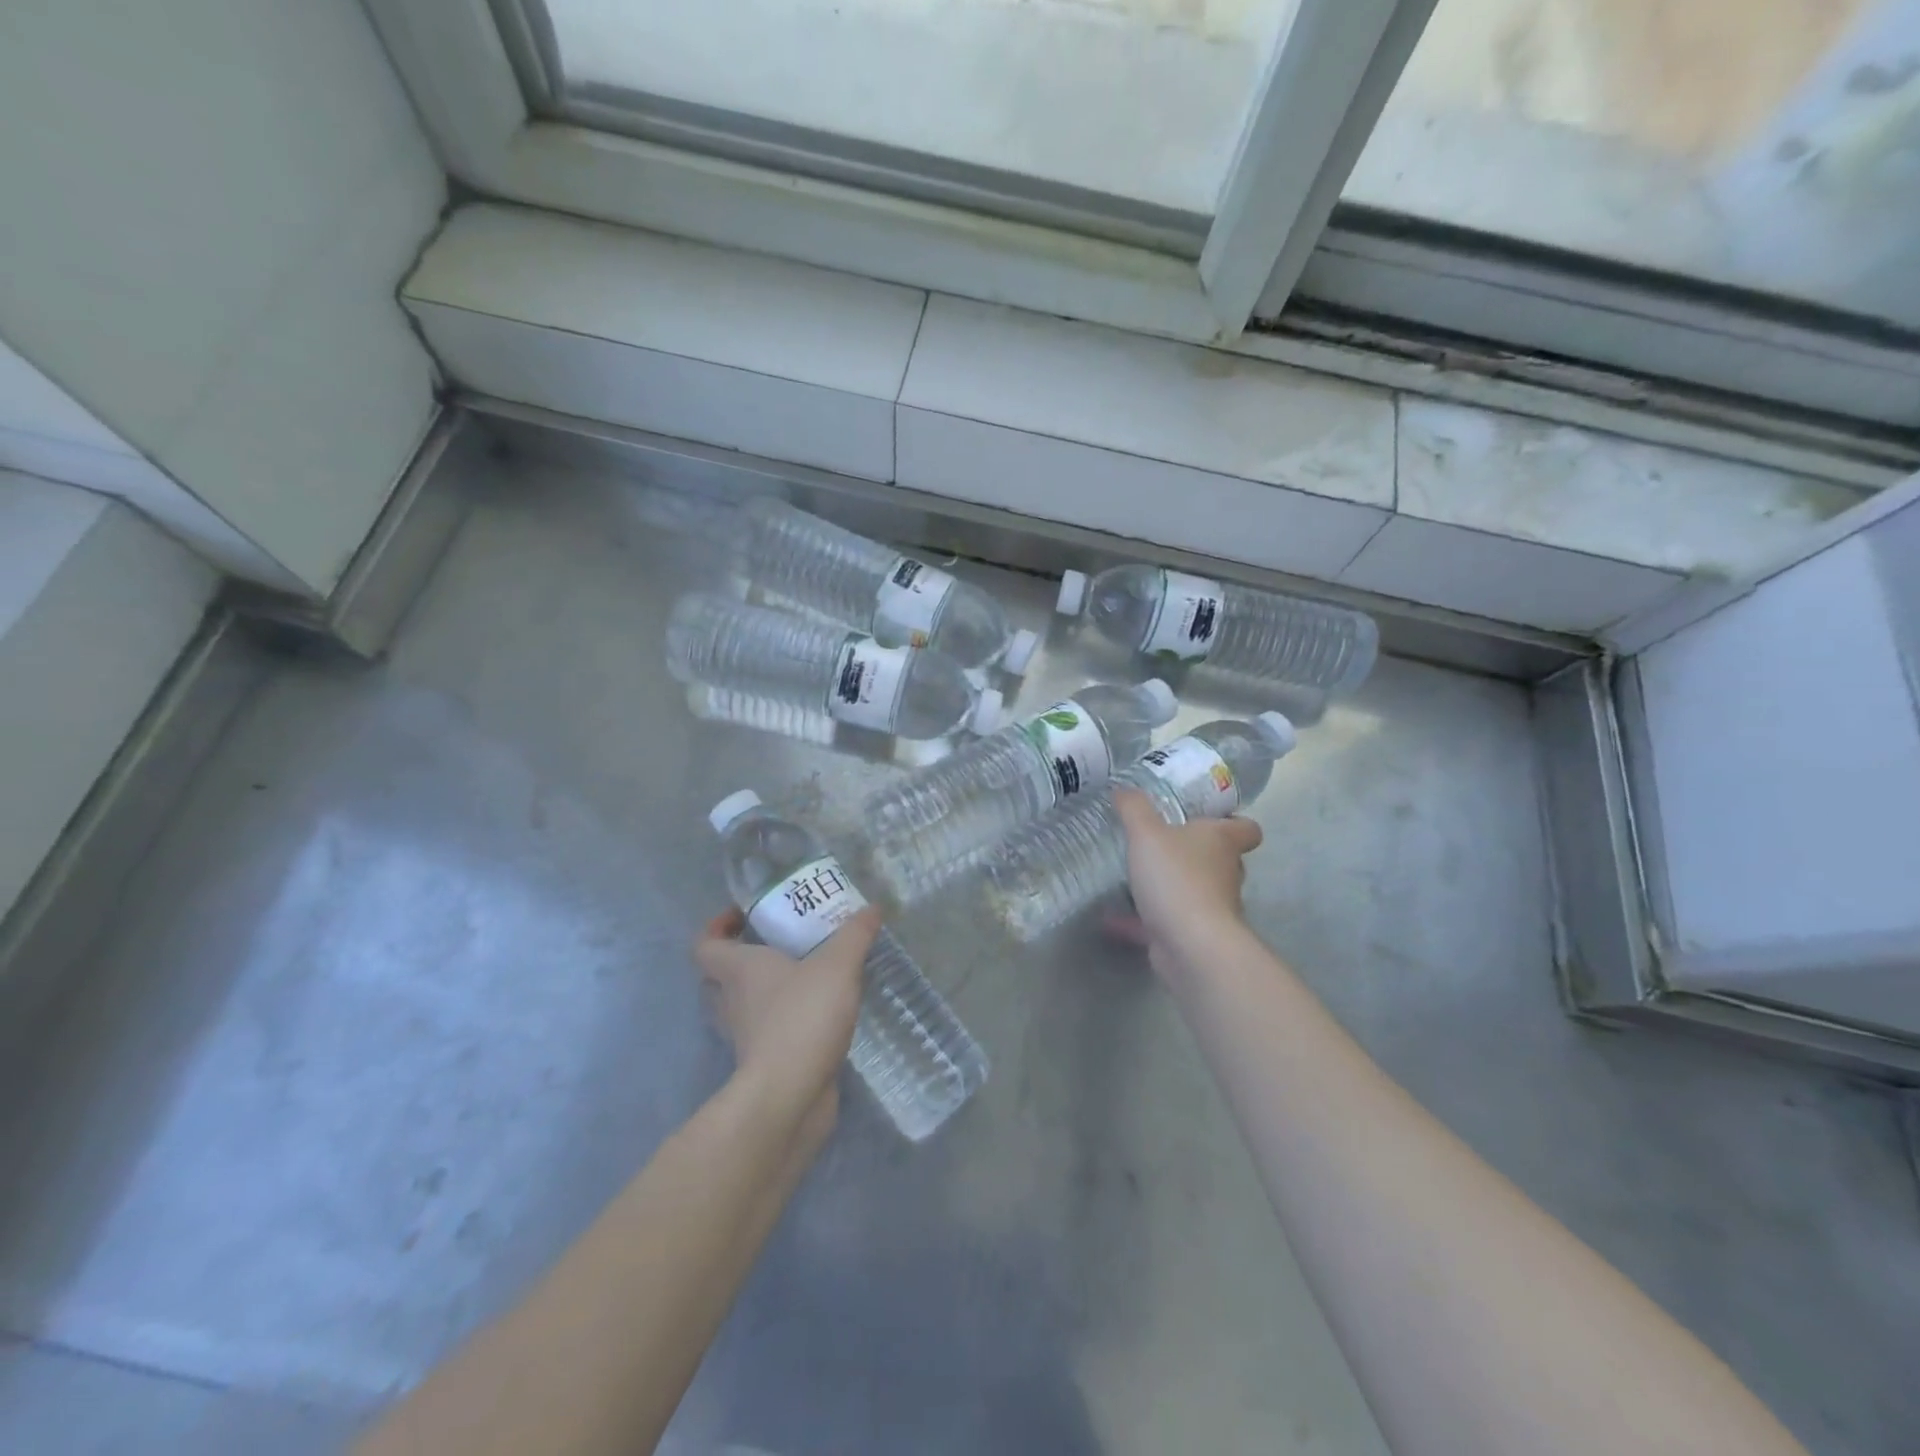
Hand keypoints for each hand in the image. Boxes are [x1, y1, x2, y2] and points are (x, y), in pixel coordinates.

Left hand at [694, 907, 880, 1145]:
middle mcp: (732, 1002)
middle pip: (717, 978)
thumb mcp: (838, 965)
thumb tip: (873, 907)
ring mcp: (745, 1037)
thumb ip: (855, 934)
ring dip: (760, 994)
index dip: (715, 928)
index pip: (705, 945)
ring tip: (799, 978)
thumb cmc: (802, 1016)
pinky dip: (782, 1024)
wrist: (790, 1096)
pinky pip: (765, 1035)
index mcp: (739, 970)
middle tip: (774, 945)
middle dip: (739, 961)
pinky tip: (816, 1015)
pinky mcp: (763, 1065)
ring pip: (740, 1009)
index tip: (741, 916)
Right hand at [1109, 788, 1262, 980]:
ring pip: (1194, 891)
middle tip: (1162, 842)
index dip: (1232, 821)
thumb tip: (1124, 789)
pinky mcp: (1192, 935)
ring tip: (1135, 877)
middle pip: (1219, 858)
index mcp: (1222, 842)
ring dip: (1170, 886)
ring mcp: (1211, 907)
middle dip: (1194, 853)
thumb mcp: (1147, 833)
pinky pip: (1164, 921)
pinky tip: (1110, 916)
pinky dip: (1140, 919)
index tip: (1206, 817)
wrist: (1191, 945)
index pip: (1246, 828)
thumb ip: (1134, 808)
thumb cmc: (1176, 877)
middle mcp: (1224, 873)